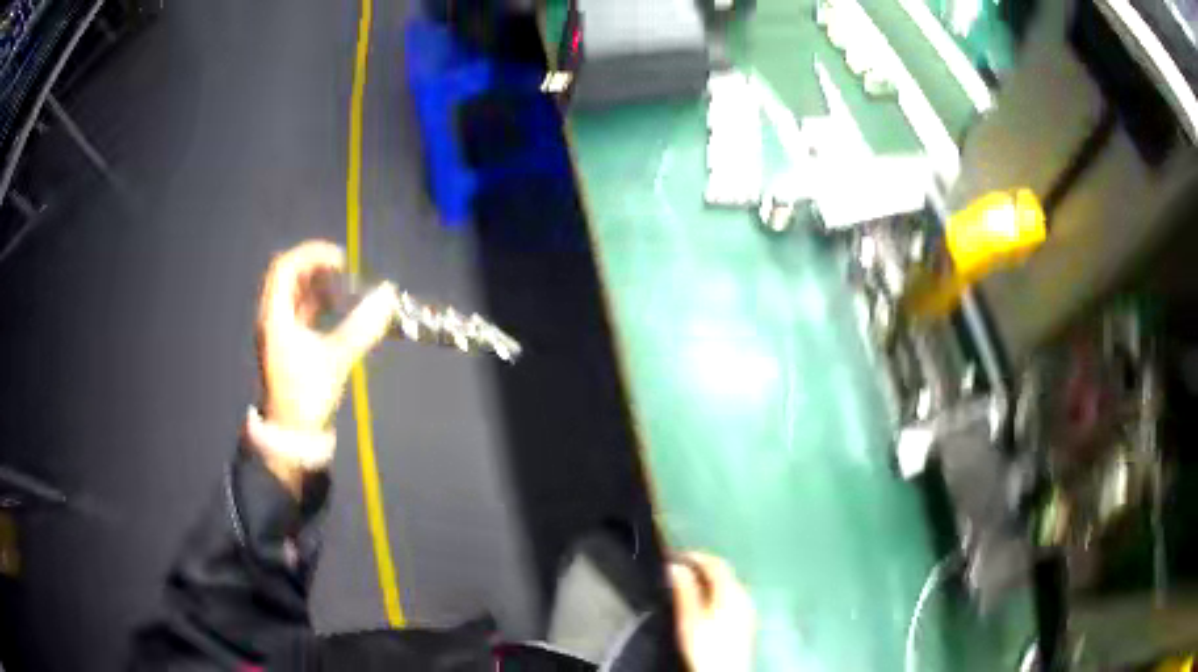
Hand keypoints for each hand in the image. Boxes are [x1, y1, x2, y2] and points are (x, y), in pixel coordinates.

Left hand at [250, 240, 398, 489]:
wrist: (289, 435)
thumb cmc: (305, 396)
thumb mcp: (335, 360)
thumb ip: (361, 327)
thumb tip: (387, 296)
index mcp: (275, 316)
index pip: (285, 267)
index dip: (312, 255)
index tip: (340, 260)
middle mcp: (272, 318)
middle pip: (287, 277)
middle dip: (315, 268)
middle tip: (343, 271)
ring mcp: (277, 332)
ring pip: (293, 294)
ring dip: (317, 285)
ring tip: (343, 288)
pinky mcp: (286, 345)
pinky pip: (298, 311)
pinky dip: (316, 303)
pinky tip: (336, 309)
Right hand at [669, 552, 755, 671]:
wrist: (726, 671)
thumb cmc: (706, 645)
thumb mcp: (689, 618)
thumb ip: (684, 590)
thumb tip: (675, 567)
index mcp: (731, 591)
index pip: (715, 562)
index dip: (695, 555)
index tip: (675, 556)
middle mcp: (744, 594)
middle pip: (725, 572)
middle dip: (703, 567)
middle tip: (680, 568)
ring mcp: (748, 607)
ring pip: (729, 584)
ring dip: (710, 579)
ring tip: (688, 584)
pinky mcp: (747, 619)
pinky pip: (732, 596)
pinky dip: (717, 591)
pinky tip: (705, 602)